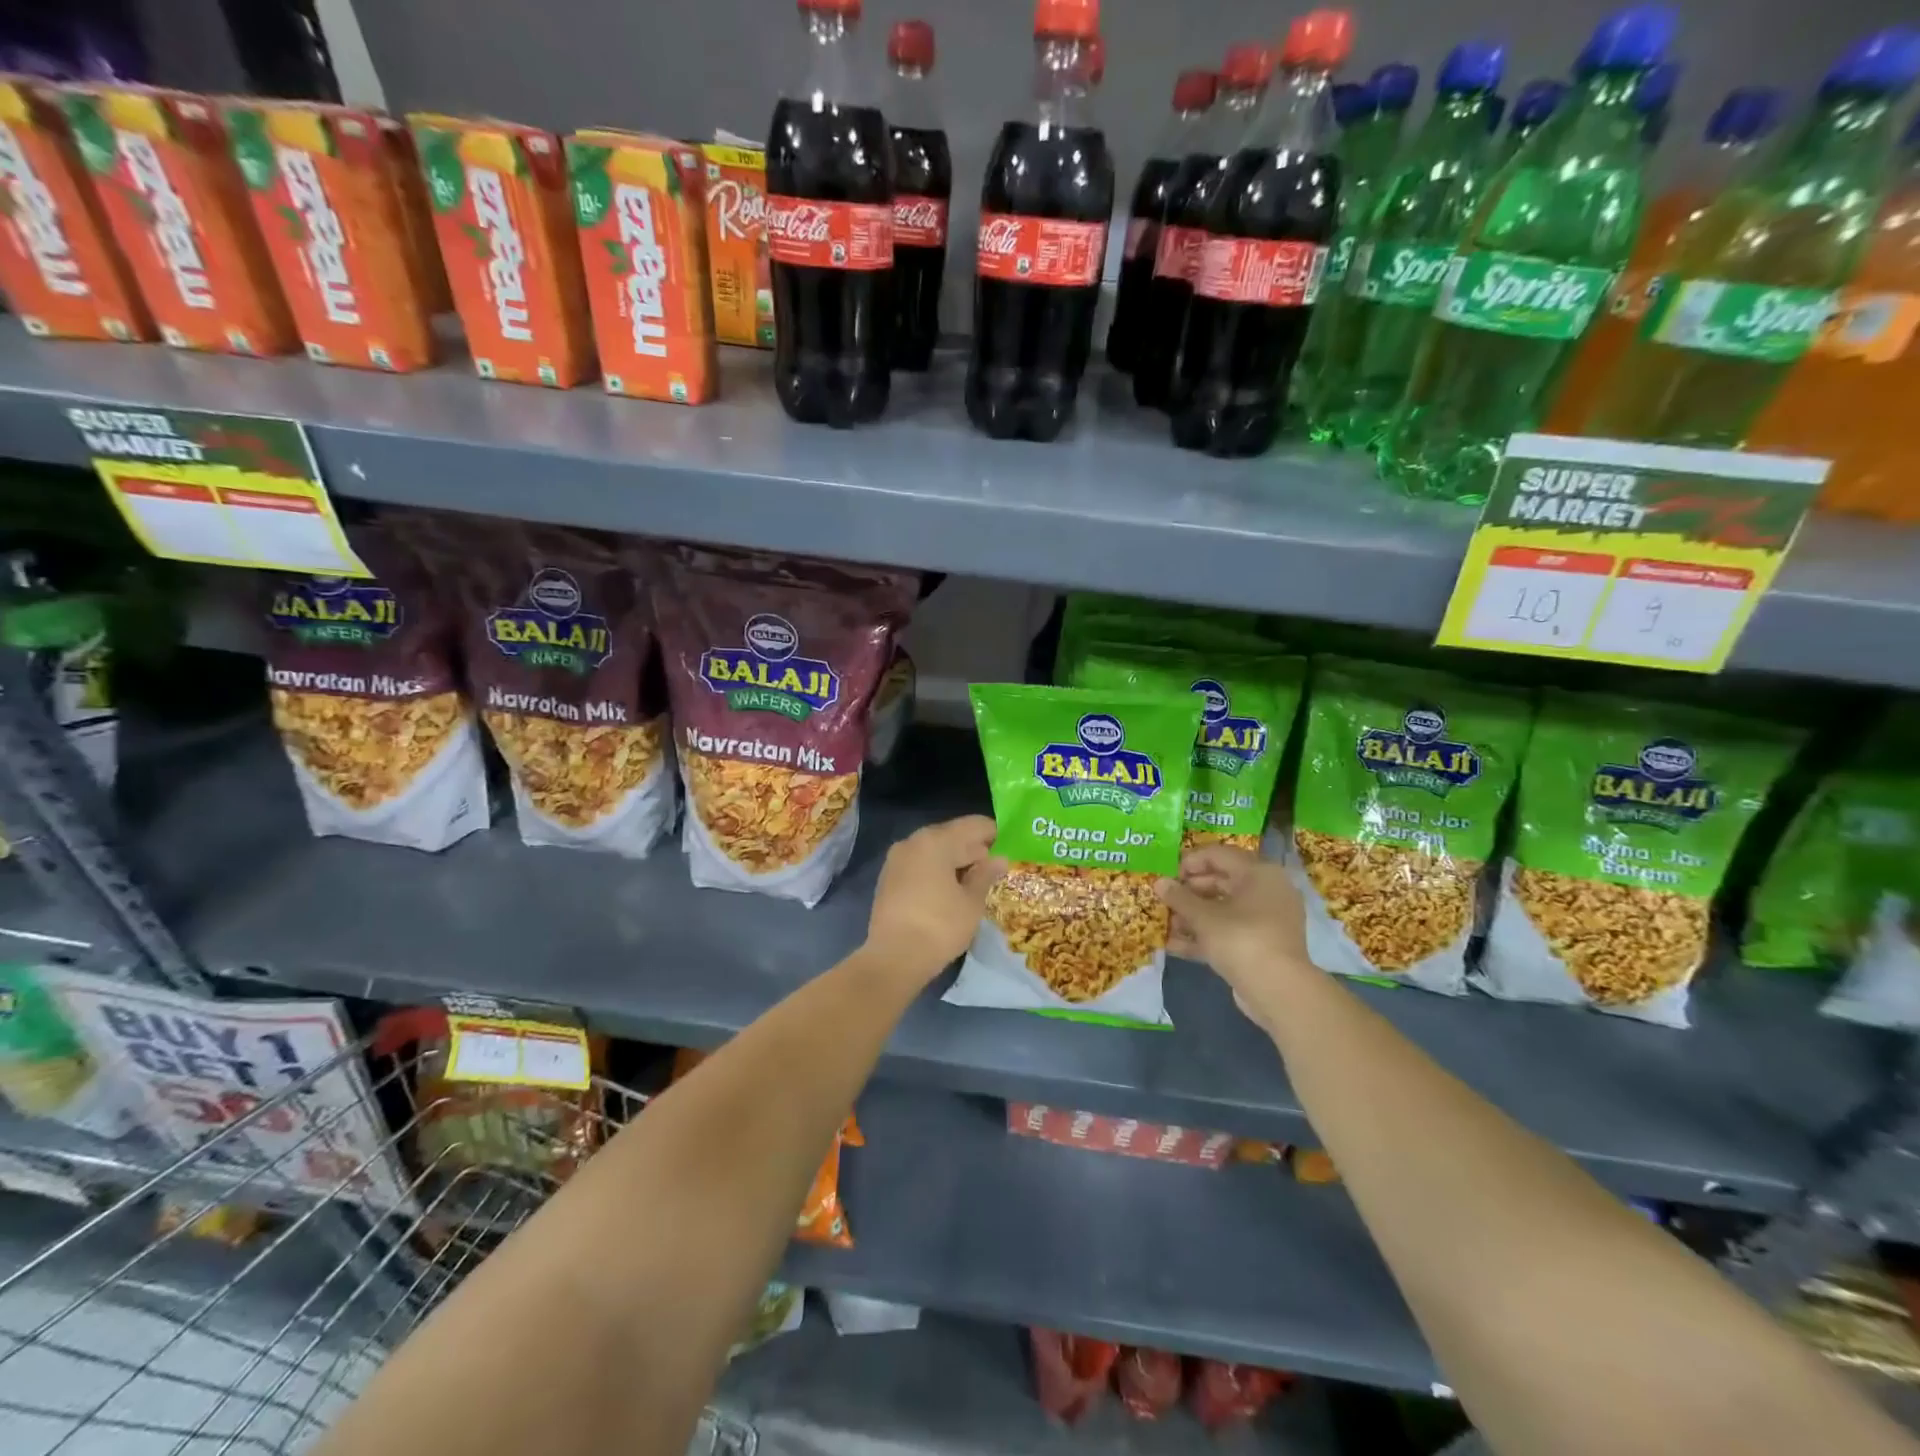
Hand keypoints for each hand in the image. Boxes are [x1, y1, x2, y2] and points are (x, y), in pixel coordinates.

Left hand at [864, 815, 1003, 981]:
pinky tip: (951, 889)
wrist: (894, 959)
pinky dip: (937, 870)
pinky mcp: (888, 879)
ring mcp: (897, 860)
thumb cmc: (940, 926)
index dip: (994, 834)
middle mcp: (913, 841)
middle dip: (974, 848)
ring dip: (955, 860)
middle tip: (995, 867)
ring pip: (934, 850)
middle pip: (951, 835)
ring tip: (975, 881)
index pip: (973, 825)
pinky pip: (920, 864)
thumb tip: (998, 859)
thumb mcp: (971, 902)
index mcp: (935, 840)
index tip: (1009, 848)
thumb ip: (986, 875)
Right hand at [1158, 845, 1312, 1029]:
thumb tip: (1159, 883)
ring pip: (1224, 910)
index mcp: (1259, 873)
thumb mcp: (1204, 917)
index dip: (1190, 862)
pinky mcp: (1263, 946)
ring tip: (1166, 924)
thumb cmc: (1241, 939)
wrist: (1279, 991)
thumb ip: (1179, 898)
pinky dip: (1206, 936)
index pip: (1219, 855)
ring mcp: (1267, 921)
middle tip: (1165, 900)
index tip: (1167, 876)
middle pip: (1222, 882)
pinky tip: (1176, 946)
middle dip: (1189, 892)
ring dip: (1194, 916)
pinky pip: (1230, 932)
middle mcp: (1267, 891)